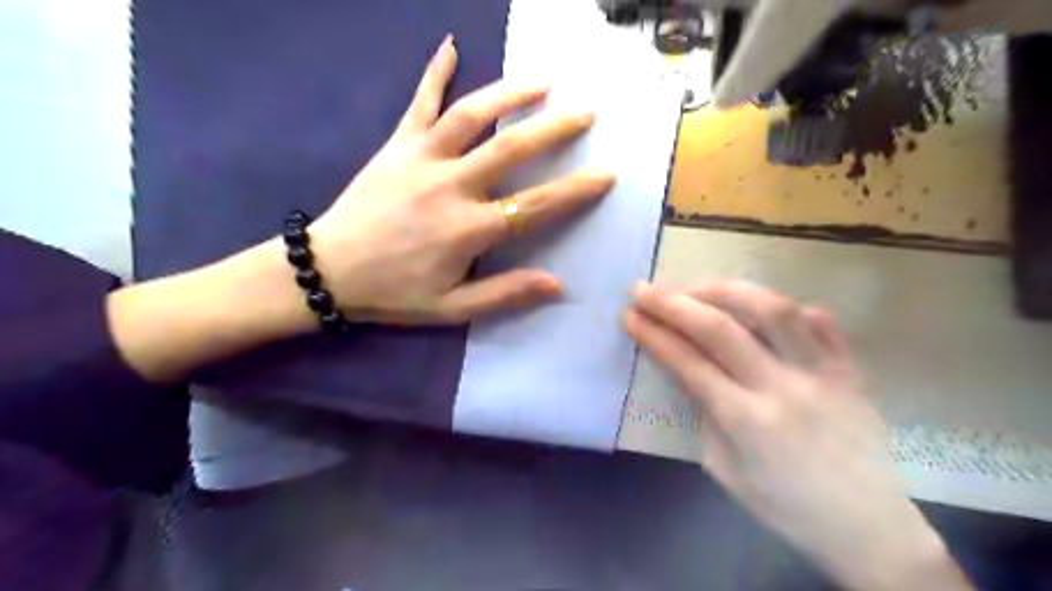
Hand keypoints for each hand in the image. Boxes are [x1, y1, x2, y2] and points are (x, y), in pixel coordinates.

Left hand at [108, 35, 617, 381]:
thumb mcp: (452, 309)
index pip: (535, 206)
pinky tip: (450, 45)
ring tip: (542, 81)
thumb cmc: (393, 294)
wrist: (327, 272)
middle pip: (511, 148)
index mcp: (468, 229)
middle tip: (585, 113)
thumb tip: (557, 285)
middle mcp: (451, 185)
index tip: (606, 174)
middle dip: (554, 129)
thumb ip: (505, 295)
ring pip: (471, 115)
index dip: (575, 190)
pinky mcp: (396, 146)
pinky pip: (419, 103)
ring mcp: (421, 159)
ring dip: (509, 93)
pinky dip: (435, 72)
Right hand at [619, 279, 973, 590]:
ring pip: (771, 309)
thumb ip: (704, 414)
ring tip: (695, 287)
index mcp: (748, 422)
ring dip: (724, 290)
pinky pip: (820, 321)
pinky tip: (758, 306)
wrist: (870, 529)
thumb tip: (688, 370)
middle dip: (673, 302)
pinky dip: (783, 307)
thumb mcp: (725, 470)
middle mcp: (784, 387)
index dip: (653, 334)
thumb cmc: (786, 508)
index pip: (688, 362)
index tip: (629, 315)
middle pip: (720, 328)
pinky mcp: (851, 368)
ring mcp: (823, 372)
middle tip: (644, 289)